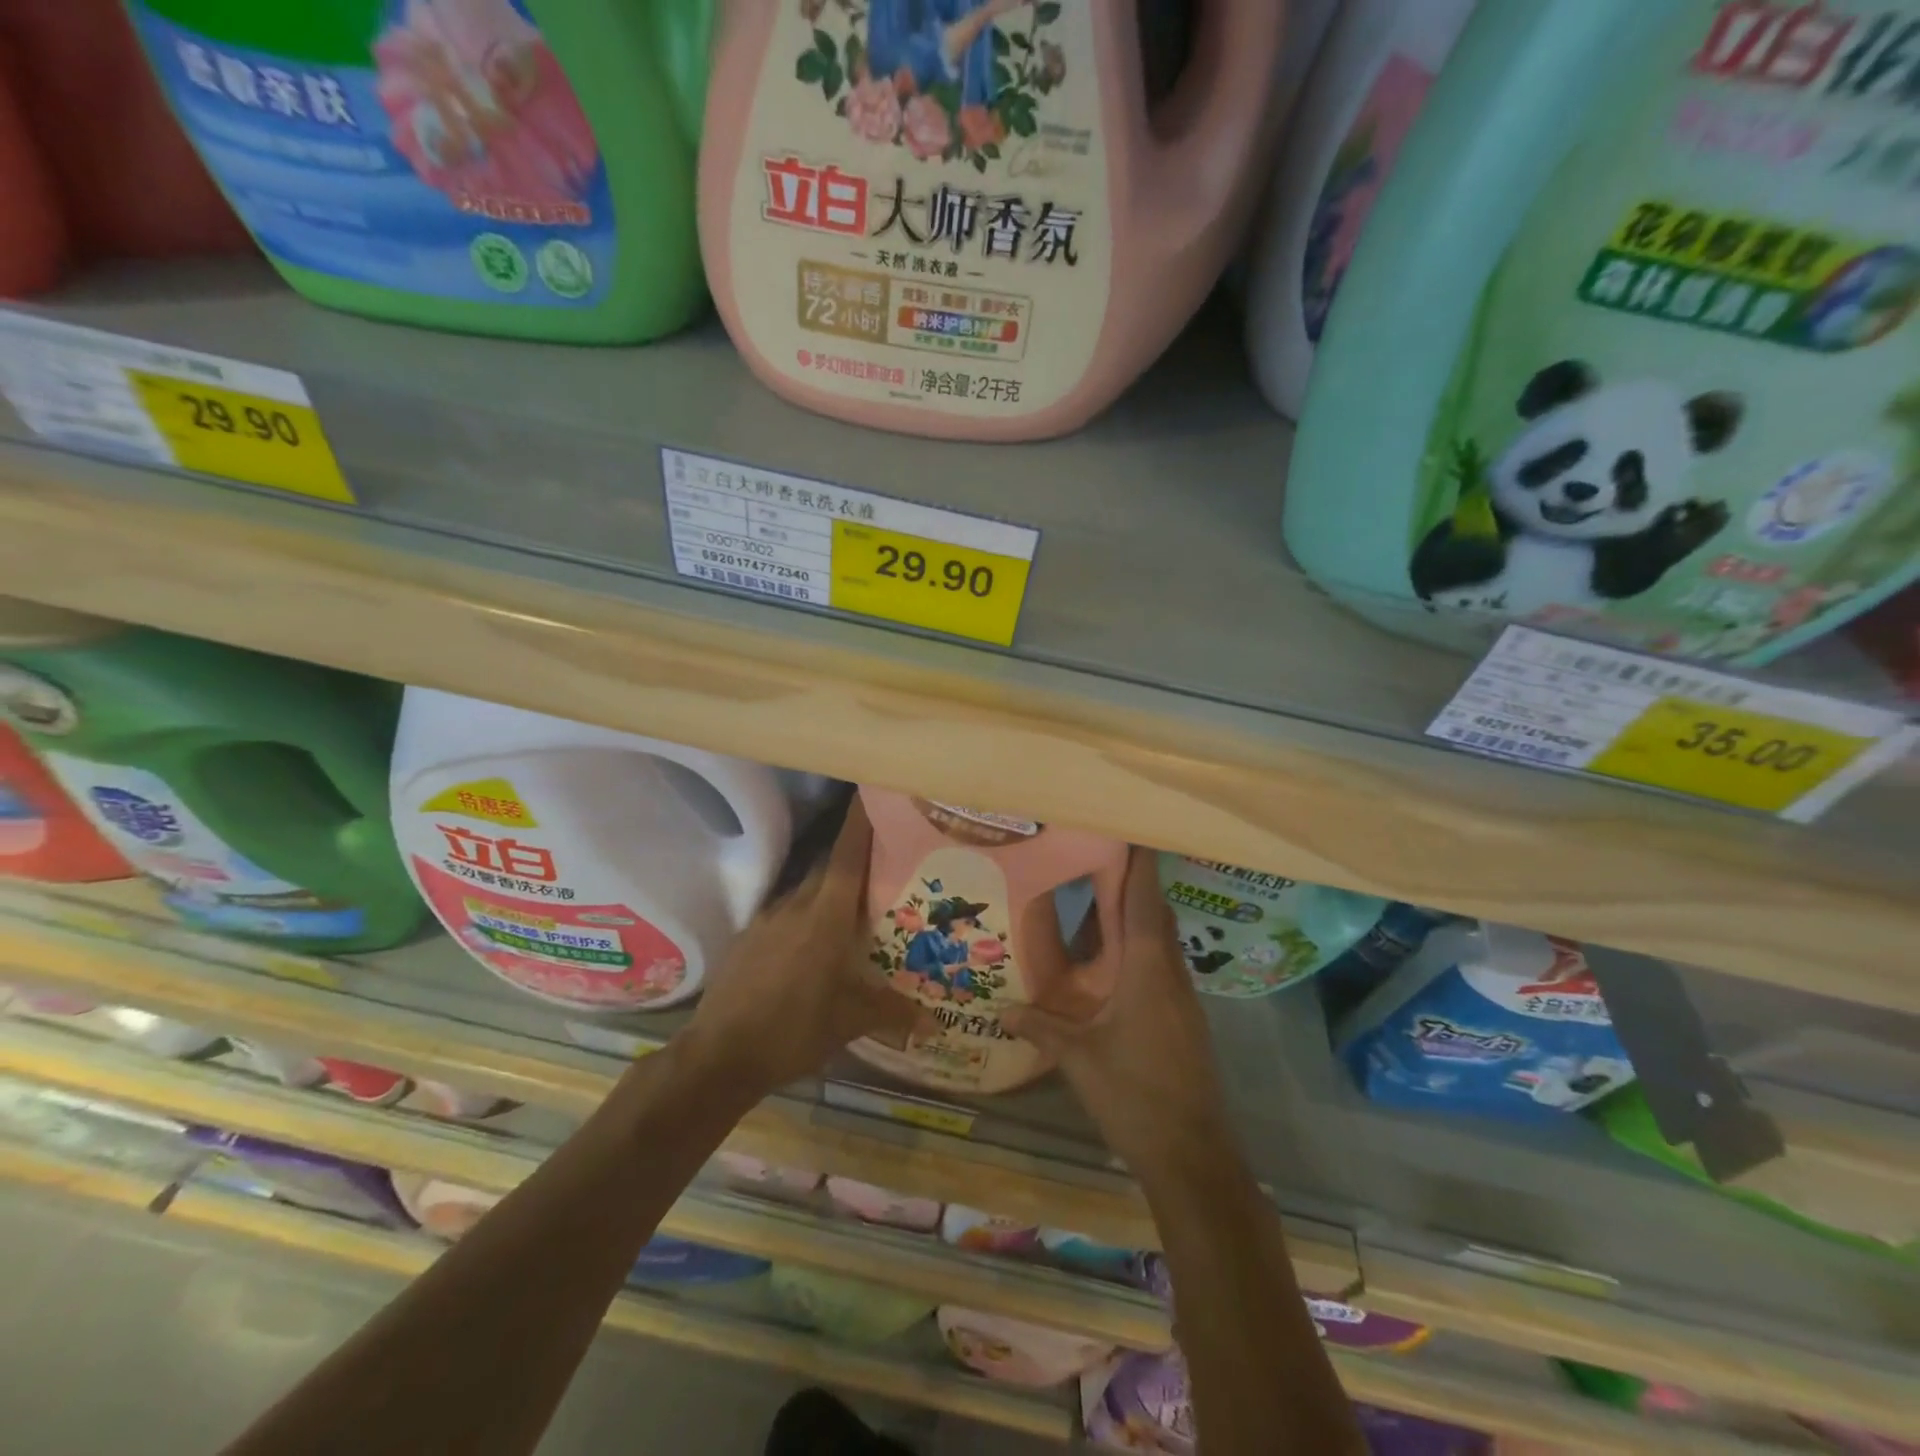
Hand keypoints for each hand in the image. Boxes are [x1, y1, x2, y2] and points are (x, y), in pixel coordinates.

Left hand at [681, 800, 923, 1096]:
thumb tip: (937, 1022)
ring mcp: (766, 920)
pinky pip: (784, 913)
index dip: (860, 824)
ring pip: (805, 892)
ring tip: (851, 905)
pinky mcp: (747, 938)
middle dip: (853, 859)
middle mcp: (795, 907)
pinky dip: (803, 916)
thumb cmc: (793, 1031)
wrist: (718, 1056)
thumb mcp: (850, 1022)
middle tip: (882, 861)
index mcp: (825, 917)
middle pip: (828, 869)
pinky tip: (811, 941)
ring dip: (827, 891)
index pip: (847, 857)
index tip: (872, 794)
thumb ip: (893, 1012)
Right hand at [1003, 848, 1235, 1171]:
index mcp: (1148, 972)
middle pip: (1157, 916)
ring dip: (1139, 919)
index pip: (1145, 903)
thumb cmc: (1134, 1096)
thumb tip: (1001, 1010)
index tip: (1133, 832)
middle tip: (1102, 860)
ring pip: (1162, 943)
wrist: (1192, 1155)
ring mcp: (1182, 1000)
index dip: (1140, 866)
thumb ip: (1041, 1027)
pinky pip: (1162, 968)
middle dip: (1135, 885)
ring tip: (1101, 903)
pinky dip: (1141, 951)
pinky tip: (1114, 964)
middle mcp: (1171, 975)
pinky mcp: (1185, 1021)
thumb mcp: (1079, 1059)